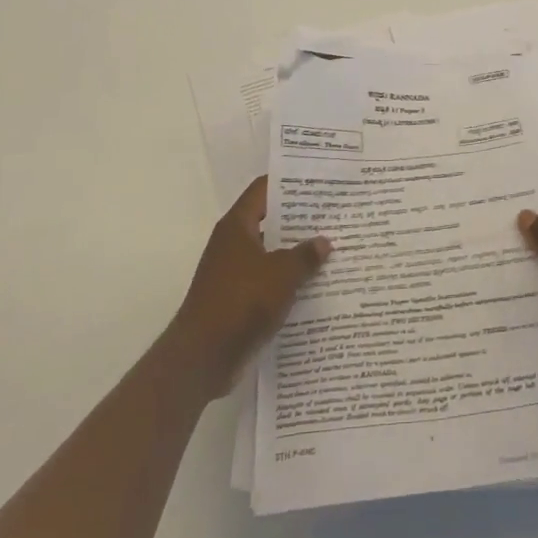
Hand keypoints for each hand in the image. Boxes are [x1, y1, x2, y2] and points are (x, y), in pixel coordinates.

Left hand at [167, 177, 330, 400]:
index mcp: (237, 226)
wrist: (203, 357)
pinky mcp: (237, 299)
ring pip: (271, 253)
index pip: (263, 190)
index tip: (317, 180)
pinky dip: (288, 280)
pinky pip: (268, 280)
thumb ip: (305, 255)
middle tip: (333, 214)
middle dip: (299, 220)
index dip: (288, 183)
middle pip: (269, 221)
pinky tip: (315, 283)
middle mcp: (232, 244)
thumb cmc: (242, 301)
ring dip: (296, 253)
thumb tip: (324, 241)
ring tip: (331, 247)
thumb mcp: (282, 273)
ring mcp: (233, 272)